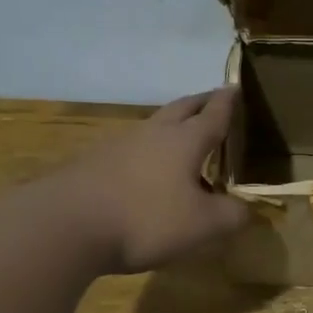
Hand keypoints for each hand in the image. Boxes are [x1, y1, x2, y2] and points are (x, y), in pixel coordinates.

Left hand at [58, 88, 249, 273]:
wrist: (66, 225)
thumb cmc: (146, 219)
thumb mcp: (202, 225)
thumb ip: (231, 215)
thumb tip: (246, 209)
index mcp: (184, 141)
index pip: (213, 115)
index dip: (228, 103)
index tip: (235, 87)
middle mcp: (152, 134)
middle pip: (181, 109)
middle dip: (200, 103)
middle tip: (213, 100)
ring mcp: (119, 146)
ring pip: (153, 127)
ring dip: (171, 128)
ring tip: (182, 140)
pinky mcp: (93, 164)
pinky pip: (130, 150)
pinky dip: (147, 153)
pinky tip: (146, 172)